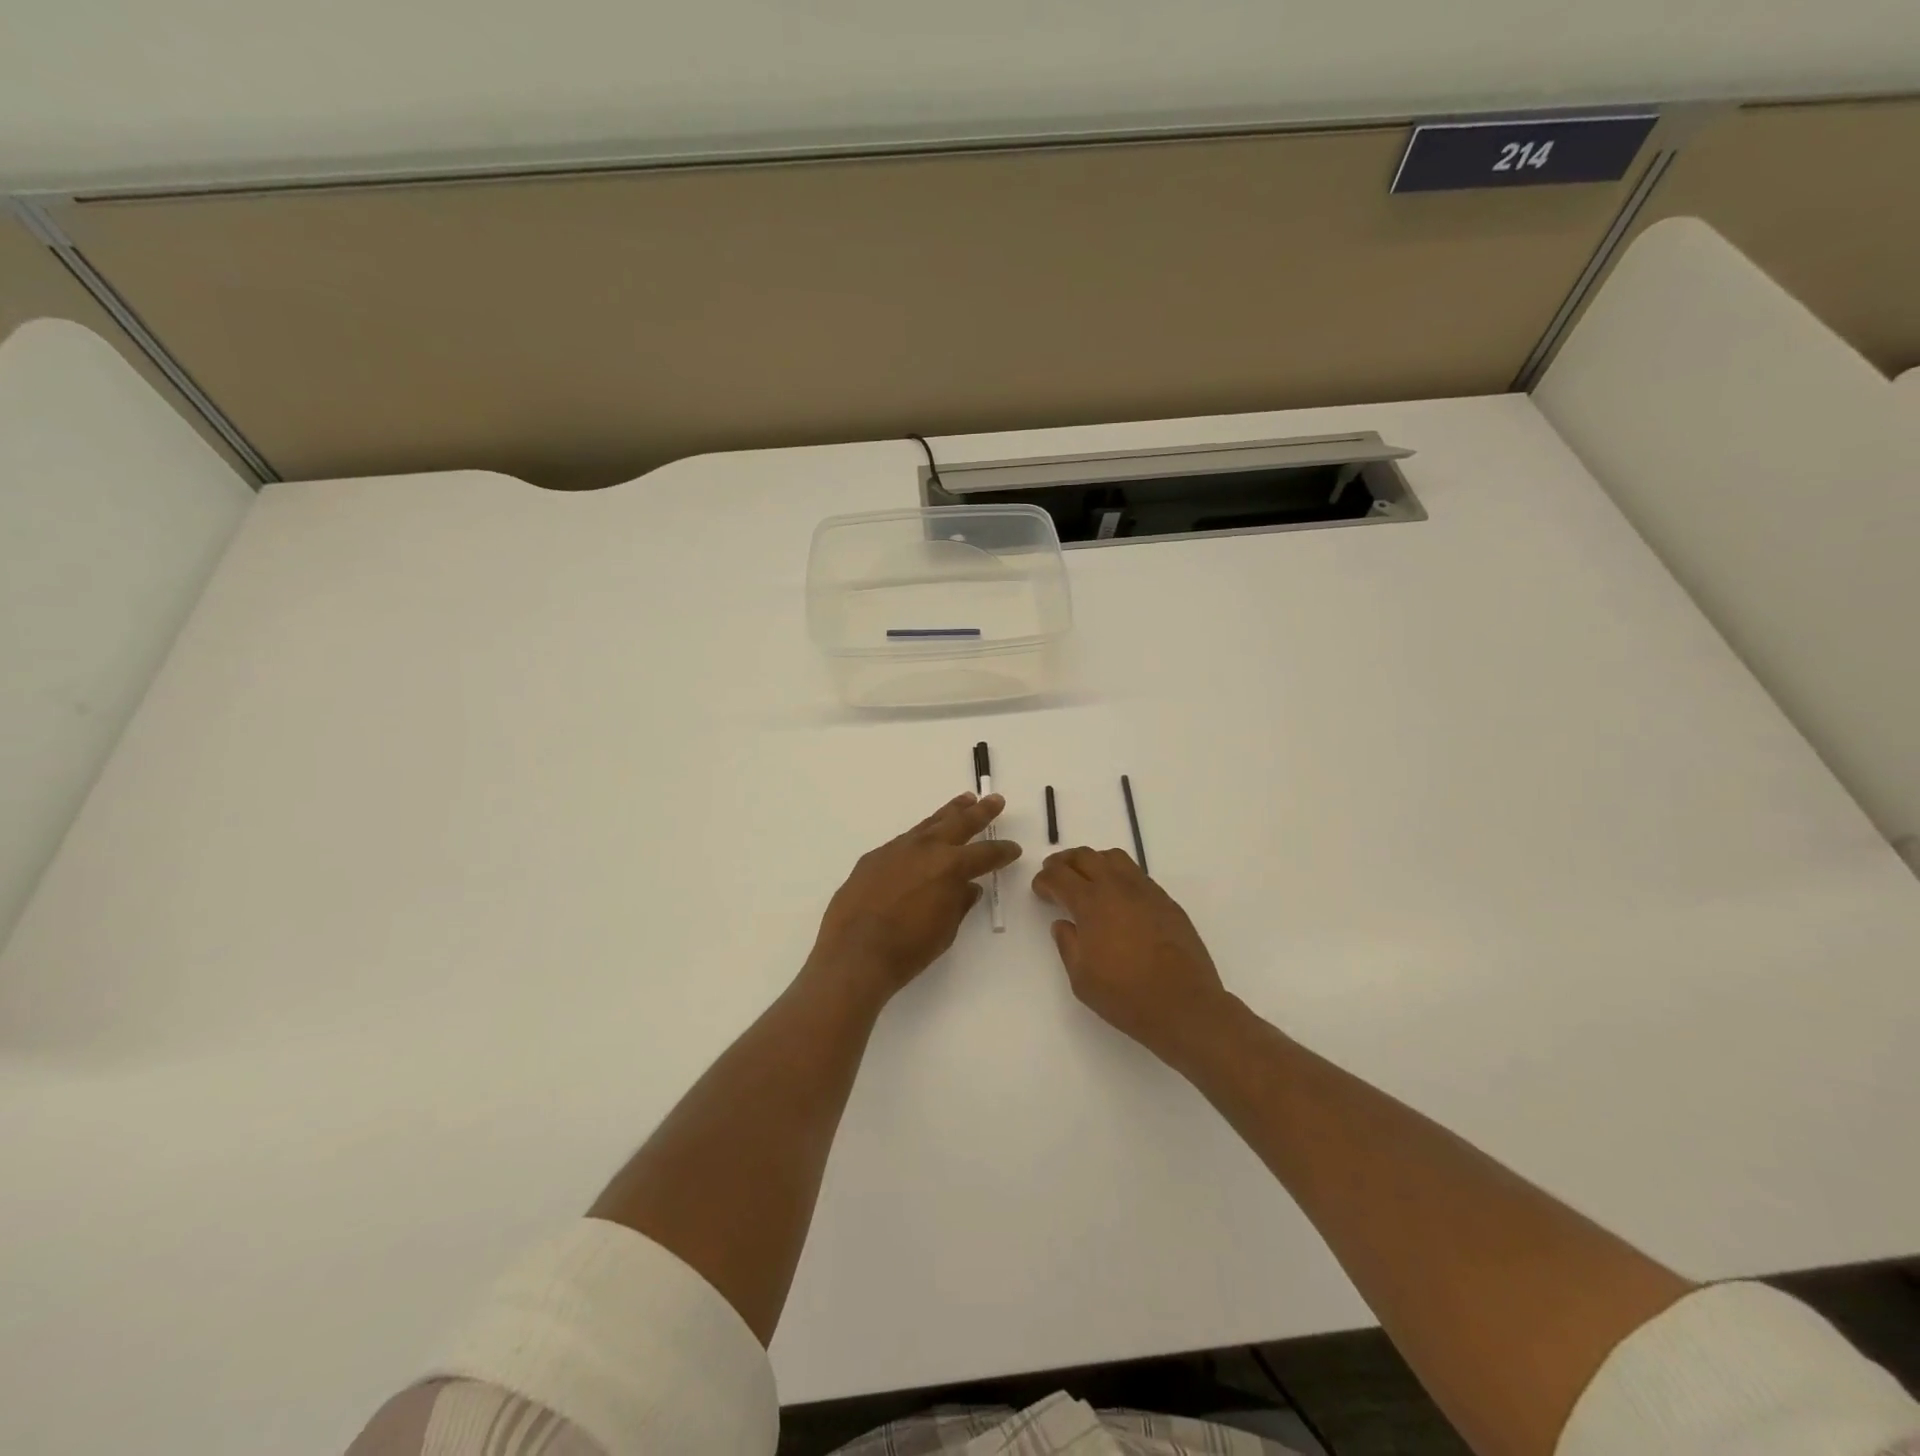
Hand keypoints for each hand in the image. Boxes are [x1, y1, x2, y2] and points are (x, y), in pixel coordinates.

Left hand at [810, 793, 1021, 1002]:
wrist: (854, 954)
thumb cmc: (908, 949)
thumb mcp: (945, 929)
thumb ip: (959, 903)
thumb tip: (968, 887)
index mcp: (950, 867)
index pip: (985, 854)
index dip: (1003, 851)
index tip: (1013, 848)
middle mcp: (925, 849)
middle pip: (960, 823)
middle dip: (981, 812)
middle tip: (995, 800)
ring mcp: (896, 849)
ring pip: (929, 824)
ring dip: (949, 813)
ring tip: (964, 800)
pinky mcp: (873, 857)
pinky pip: (903, 841)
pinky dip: (919, 837)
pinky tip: (921, 841)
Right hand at [1031, 847, 1235, 1066]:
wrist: (1184, 1005)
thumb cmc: (1126, 996)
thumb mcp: (1081, 978)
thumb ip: (1068, 944)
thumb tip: (1063, 924)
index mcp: (1091, 903)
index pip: (1060, 877)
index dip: (1045, 879)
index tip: (1039, 888)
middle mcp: (1117, 887)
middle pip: (1086, 857)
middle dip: (1065, 861)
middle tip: (1055, 872)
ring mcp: (1146, 891)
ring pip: (1114, 858)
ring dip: (1094, 861)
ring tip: (1086, 876)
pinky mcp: (1166, 901)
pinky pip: (1137, 874)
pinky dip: (1119, 874)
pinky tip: (1117, 895)